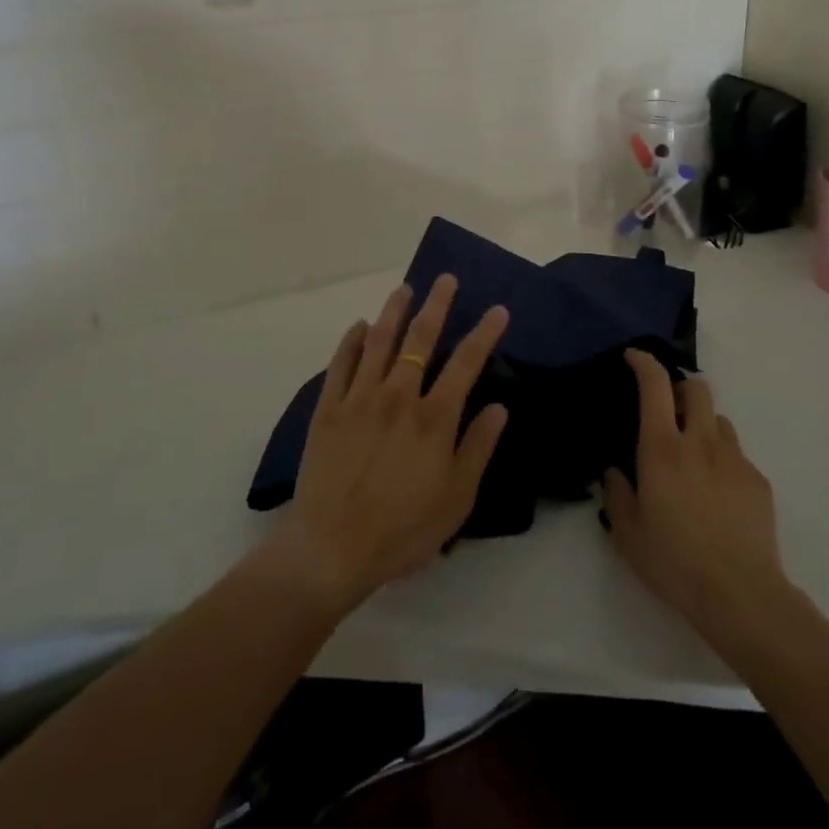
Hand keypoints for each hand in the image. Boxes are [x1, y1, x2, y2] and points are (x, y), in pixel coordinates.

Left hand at [264, 274, 509, 617]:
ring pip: (379, 341)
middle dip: (437, 305)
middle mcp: (398, 396)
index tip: (497, 310)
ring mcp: (360, 398)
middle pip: (420, 339)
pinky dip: (351, 341)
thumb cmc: (403, 530)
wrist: (332, 548)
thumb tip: (500, 407)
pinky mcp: (328, 409)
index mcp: (434, 418)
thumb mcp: (457, 499)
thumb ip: (478, 448)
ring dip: (394, 311)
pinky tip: (359, 326)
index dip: (484, 333)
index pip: (466, 363)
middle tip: (445, 279)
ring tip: (404, 289)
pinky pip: (340, 364)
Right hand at [601, 350, 797, 647]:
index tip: (633, 358)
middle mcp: (700, 442)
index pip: (655, 384)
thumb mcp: (627, 534)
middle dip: (679, 388)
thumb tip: (615, 471)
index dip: (643, 362)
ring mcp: (734, 459)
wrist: (741, 595)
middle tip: (666, 410)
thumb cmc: (675, 562)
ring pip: (719, 419)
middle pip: (696, 388)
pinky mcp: (758, 481)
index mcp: (662, 448)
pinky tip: (716, 495)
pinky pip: (737, 455)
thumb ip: (616, 494)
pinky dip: (722, 460)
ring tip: (693, 456)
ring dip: (703, 424)